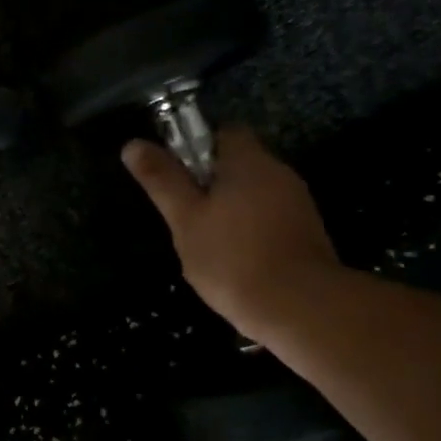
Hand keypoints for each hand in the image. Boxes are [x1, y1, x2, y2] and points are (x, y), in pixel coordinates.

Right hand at [122, 124, 341, 344]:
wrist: (301, 309)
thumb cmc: (233, 258)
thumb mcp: (185, 219)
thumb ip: (162, 180)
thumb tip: (132, 144)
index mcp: (249, 161)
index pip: (223, 132)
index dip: (196, 147)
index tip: (176, 176)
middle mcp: (279, 173)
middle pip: (239, 164)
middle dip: (210, 184)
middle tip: (184, 216)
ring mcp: (298, 205)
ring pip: (254, 195)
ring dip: (230, 211)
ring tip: (206, 244)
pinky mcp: (308, 234)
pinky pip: (270, 220)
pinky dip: (250, 232)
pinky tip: (235, 262)